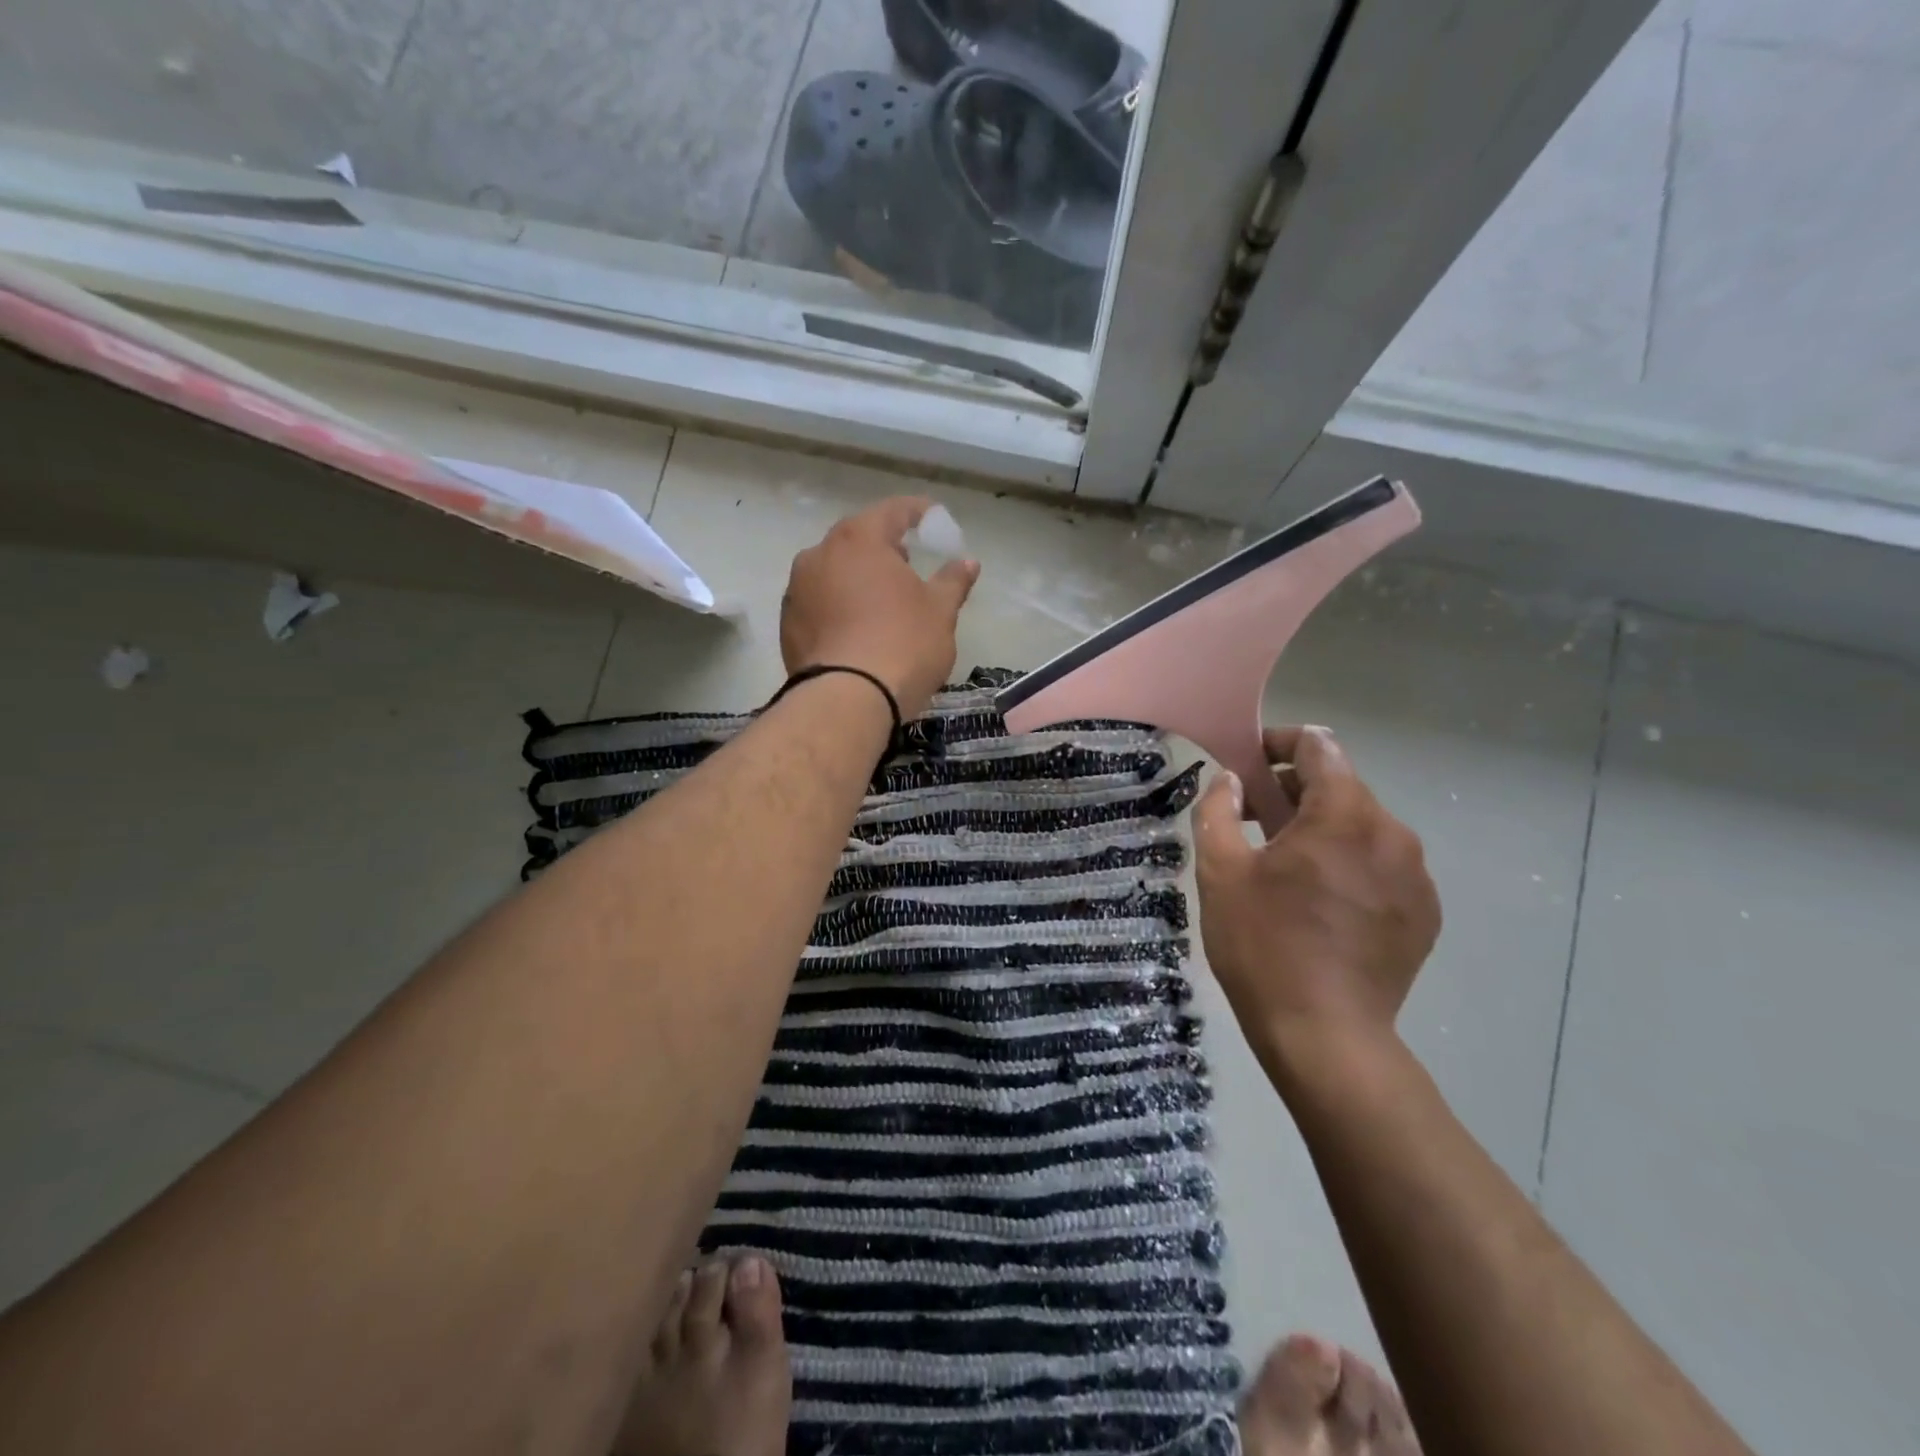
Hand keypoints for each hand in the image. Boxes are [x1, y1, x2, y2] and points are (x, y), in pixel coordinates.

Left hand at [781, 497, 980, 719]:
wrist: (847, 700)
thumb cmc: (903, 644)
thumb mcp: (940, 611)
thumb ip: (953, 581)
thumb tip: (968, 562)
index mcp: (859, 540)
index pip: (892, 511)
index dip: (917, 512)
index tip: (934, 519)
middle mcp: (819, 555)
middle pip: (857, 540)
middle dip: (884, 547)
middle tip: (908, 563)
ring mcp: (797, 590)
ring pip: (833, 572)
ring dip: (857, 578)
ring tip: (881, 601)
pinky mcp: (787, 626)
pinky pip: (819, 604)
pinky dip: (838, 607)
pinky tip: (857, 629)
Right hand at [1193, 726, 1441, 1094]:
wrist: (1324, 1034)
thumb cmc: (1263, 944)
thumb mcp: (1220, 871)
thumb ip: (1218, 811)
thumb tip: (1230, 781)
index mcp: (1344, 814)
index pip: (1319, 747)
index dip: (1281, 743)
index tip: (1250, 762)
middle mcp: (1393, 833)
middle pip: (1342, 787)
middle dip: (1296, 792)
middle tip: (1255, 821)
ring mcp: (1416, 876)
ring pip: (1364, 828)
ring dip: (1324, 830)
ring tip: (1286, 866)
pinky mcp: (1424, 912)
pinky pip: (1383, 866)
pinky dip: (1350, 864)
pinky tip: (1320, 902)